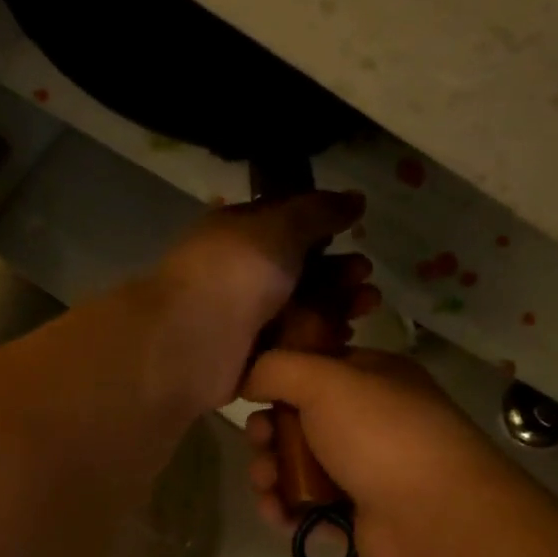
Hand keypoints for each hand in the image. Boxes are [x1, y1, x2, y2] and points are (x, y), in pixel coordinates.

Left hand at [152, 192, 378, 409]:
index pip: (285, 226)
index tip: (357, 232)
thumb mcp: (279, 228)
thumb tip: (354, 198)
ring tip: (366, 307)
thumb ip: (318, 212)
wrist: (191, 342)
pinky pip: (288, 346)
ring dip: (334, 306)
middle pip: (296, 272)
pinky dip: (315, 341)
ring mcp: (240, 319)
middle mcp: (237, 275)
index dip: (323, 228)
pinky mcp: (246, 358)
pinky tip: (343, 338)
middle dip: (336, 272)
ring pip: (296, 310)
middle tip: (366, 277)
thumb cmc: (234, 274)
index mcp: (235, 234)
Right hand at [241, 349, 502, 556]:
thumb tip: (246, 379)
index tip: (252, 393)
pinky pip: (304, 506)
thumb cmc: (380, 435)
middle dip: (267, 433)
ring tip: (267, 485)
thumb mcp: (325, 381)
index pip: (315, 369)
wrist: (431, 517)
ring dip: (269, 473)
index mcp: (372, 379)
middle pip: (297, 421)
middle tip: (260, 442)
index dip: (279, 380)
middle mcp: (367, 422)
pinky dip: (284, 508)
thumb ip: (276, 368)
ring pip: (295, 466)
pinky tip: (277, 513)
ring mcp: (361, 470)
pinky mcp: (351, 515)